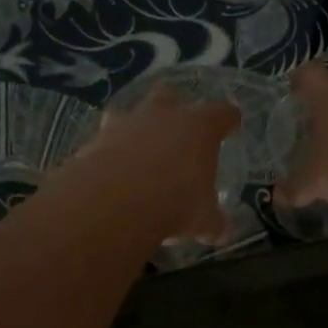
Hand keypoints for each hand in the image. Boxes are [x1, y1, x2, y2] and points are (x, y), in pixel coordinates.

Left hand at [70, 83, 241, 241]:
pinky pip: (106, 138)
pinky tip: (111, 170)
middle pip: (171, 96)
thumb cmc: (174, 203)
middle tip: (178, 131)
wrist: (114, 203)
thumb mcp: (202, 220)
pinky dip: (110, 151)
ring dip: (137, 128)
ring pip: (132, 113)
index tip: (231, 124)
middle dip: (175, 110)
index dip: (228, 119)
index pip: (222, 113)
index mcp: (200, 127)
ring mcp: (126, 122)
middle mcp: (163, 114)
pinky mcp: (96, 138)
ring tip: (139, 151)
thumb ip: (211, 221)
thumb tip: (219, 231)